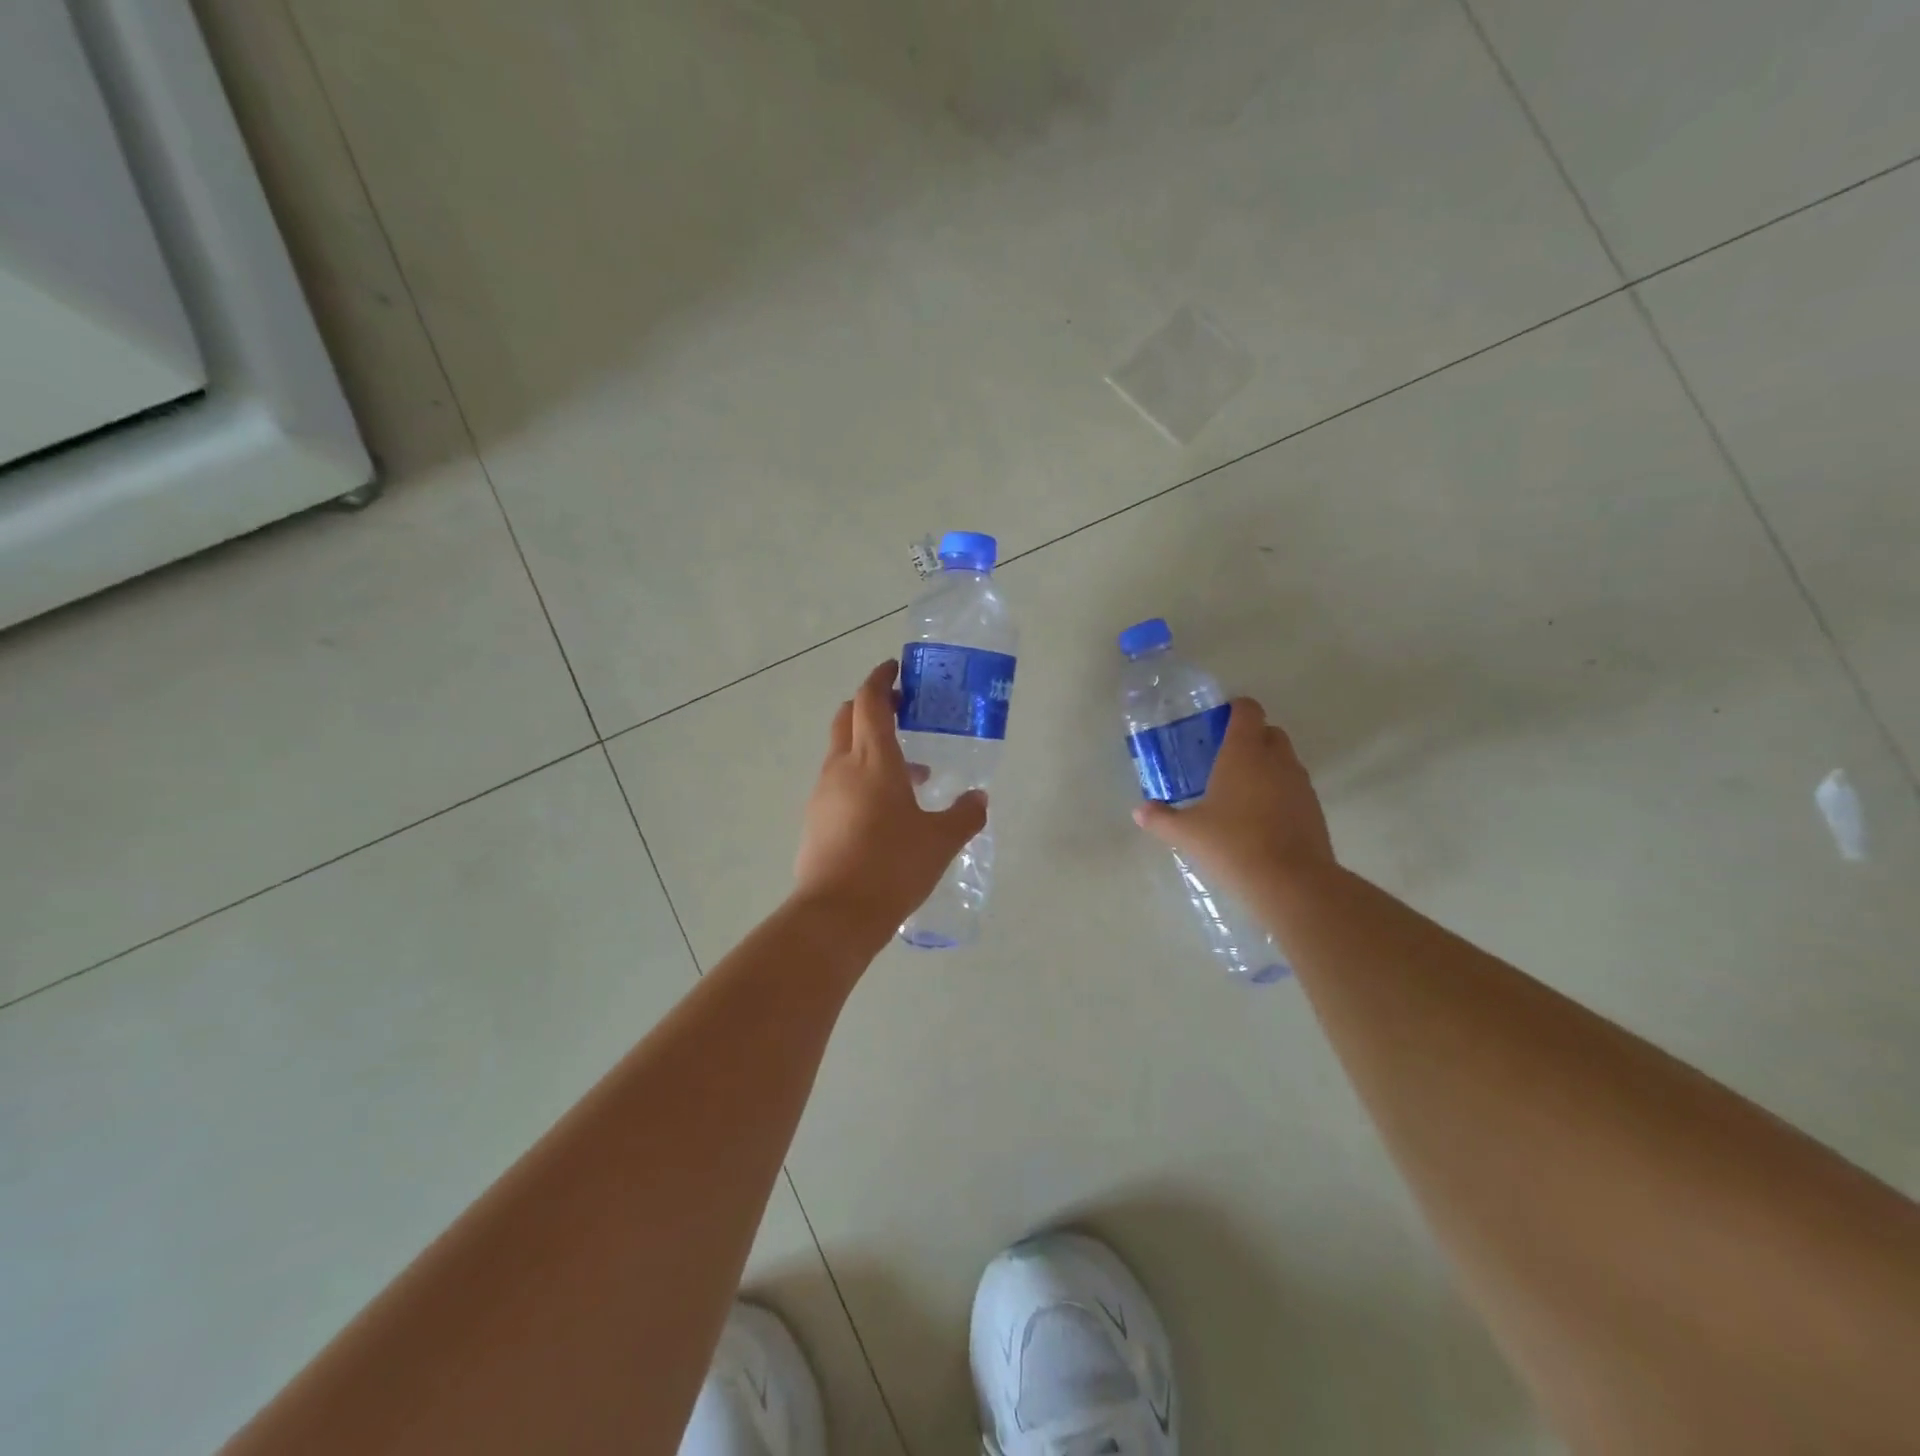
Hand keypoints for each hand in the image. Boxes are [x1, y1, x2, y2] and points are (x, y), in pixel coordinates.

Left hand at [793, 660, 987, 943]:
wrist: (837, 913)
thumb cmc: (893, 866)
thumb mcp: (941, 840)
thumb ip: (965, 815)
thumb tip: (979, 798)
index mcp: (873, 760)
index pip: (870, 701)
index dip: (881, 680)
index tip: (895, 671)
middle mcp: (842, 767)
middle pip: (848, 717)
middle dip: (871, 706)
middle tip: (902, 714)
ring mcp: (823, 793)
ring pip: (843, 752)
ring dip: (870, 749)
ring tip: (909, 774)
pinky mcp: (815, 819)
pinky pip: (838, 783)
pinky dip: (860, 778)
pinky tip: (886, 810)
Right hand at [1132, 697, 1332, 896]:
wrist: (1291, 883)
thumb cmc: (1232, 845)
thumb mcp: (1187, 834)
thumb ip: (1161, 819)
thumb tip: (1140, 811)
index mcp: (1243, 752)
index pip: (1247, 710)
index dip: (1234, 710)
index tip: (1217, 723)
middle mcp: (1276, 759)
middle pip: (1269, 732)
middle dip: (1251, 738)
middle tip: (1224, 759)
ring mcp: (1300, 784)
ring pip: (1285, 760)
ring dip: (1267, 766)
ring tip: (1240, 792)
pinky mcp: (1315, 809)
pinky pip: (1294, 788)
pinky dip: (1280, 793)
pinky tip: (1260, 819)